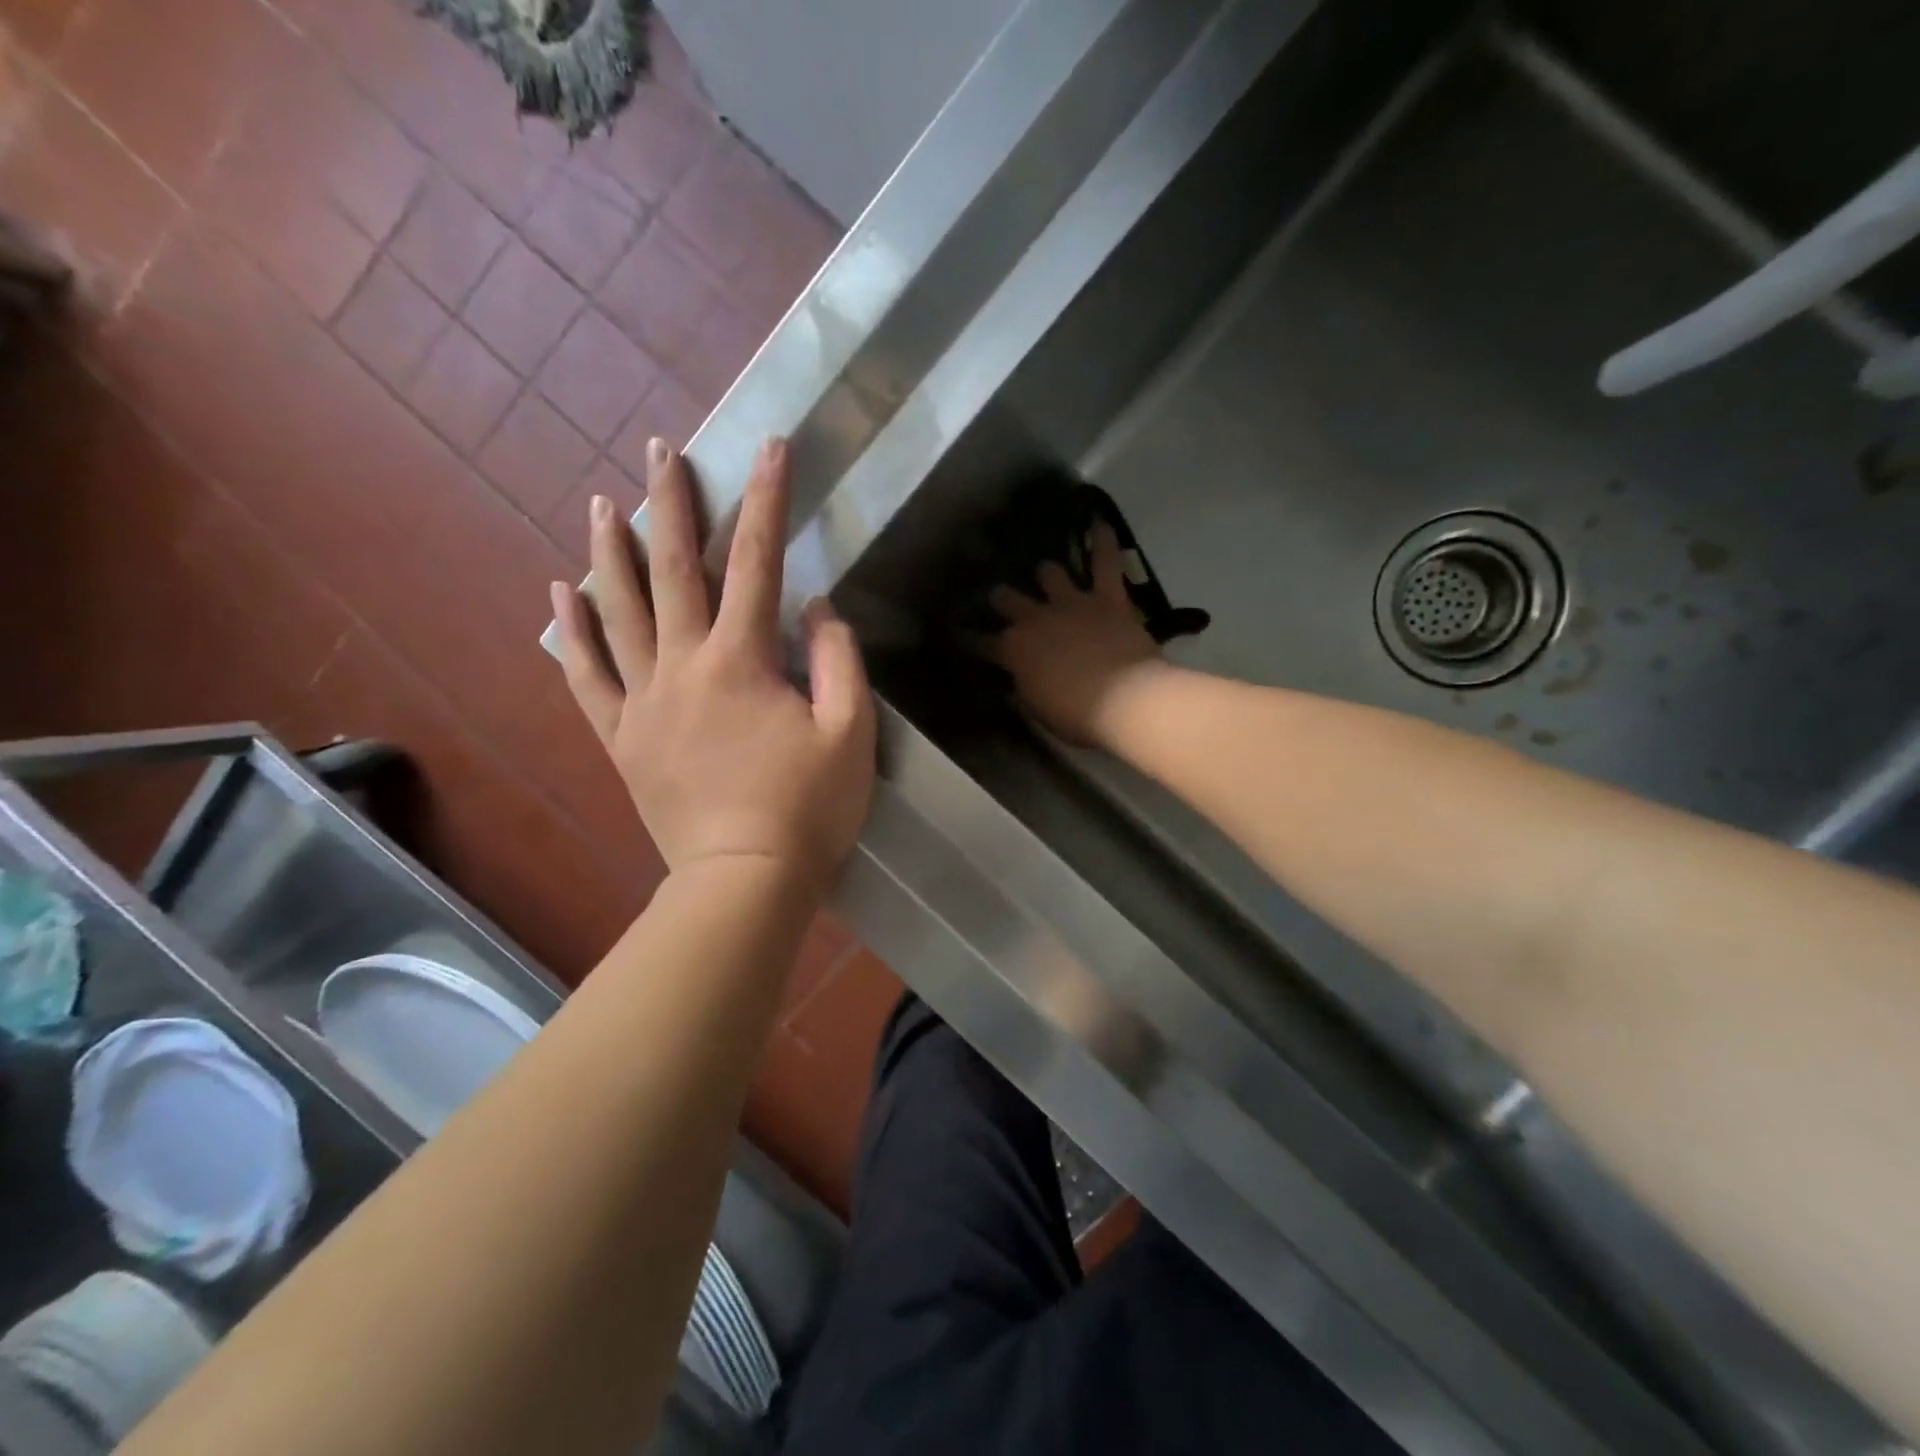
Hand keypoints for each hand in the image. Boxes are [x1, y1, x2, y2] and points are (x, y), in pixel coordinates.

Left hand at [551, 437, 875, 894]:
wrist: (743, 881)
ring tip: (603, 504)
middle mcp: (683, 666)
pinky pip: (586, 677)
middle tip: (661, 450)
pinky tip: (561, 596)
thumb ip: (837, 662)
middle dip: (672, 504)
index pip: (757, 563)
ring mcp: (643, 702)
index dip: (766, 501)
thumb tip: (817, 609)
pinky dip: (572, 634)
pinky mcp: (622, 738)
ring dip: (612, 553)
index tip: (769, 447)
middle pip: (674, 570)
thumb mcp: (850, 733)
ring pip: (618, 613)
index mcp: (742, 661)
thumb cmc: (808, 809)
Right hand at [986, 522, 1166, 747]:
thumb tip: (1018, 680)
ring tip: (1044, 572)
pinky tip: (1100, 522)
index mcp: (1014, 649)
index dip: (970, 638)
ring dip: (1045, 574)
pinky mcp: (1107, 598)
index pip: (982, 641)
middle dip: (1000, 598)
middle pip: (1006, 598)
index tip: (961, 635)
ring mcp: (1071, 603)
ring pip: (1049, 573)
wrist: (1126, 700)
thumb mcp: (1038, 709)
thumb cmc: (1077, 715)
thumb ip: (1024, 688)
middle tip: (999, 598)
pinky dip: (1104, 543)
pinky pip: (1105, 563)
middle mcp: (1035, 618)